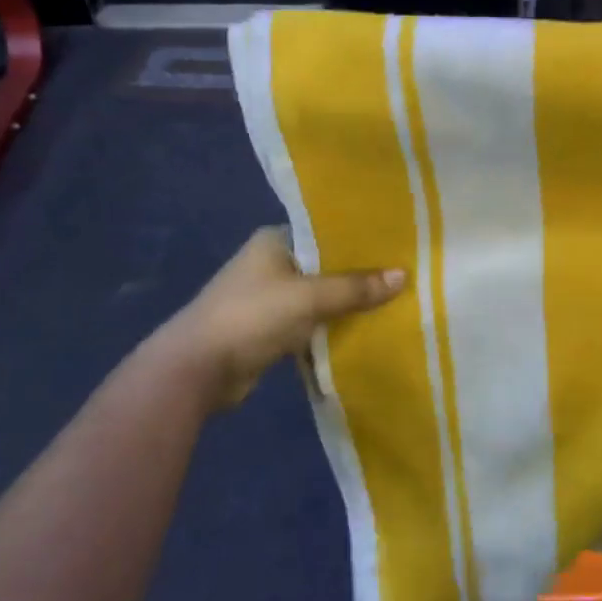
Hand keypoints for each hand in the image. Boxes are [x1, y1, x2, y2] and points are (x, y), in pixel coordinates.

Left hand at [155, 227, 404, 407]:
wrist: (197, 369)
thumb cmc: (251, 317)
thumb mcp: (309, 297)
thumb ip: (355, 287)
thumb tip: (403, 276)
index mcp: (274, 240)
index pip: (326, 231)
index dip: (360, 238)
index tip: (396, 244)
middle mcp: (271, 263)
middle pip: (326, 265)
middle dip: (359, 274)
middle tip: (404, 275)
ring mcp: (269, 298)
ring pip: (320, 296)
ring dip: (347, 303)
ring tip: (393, 301)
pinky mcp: (270, 329)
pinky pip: (311, 322)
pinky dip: (332, 326)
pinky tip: (365, 329)